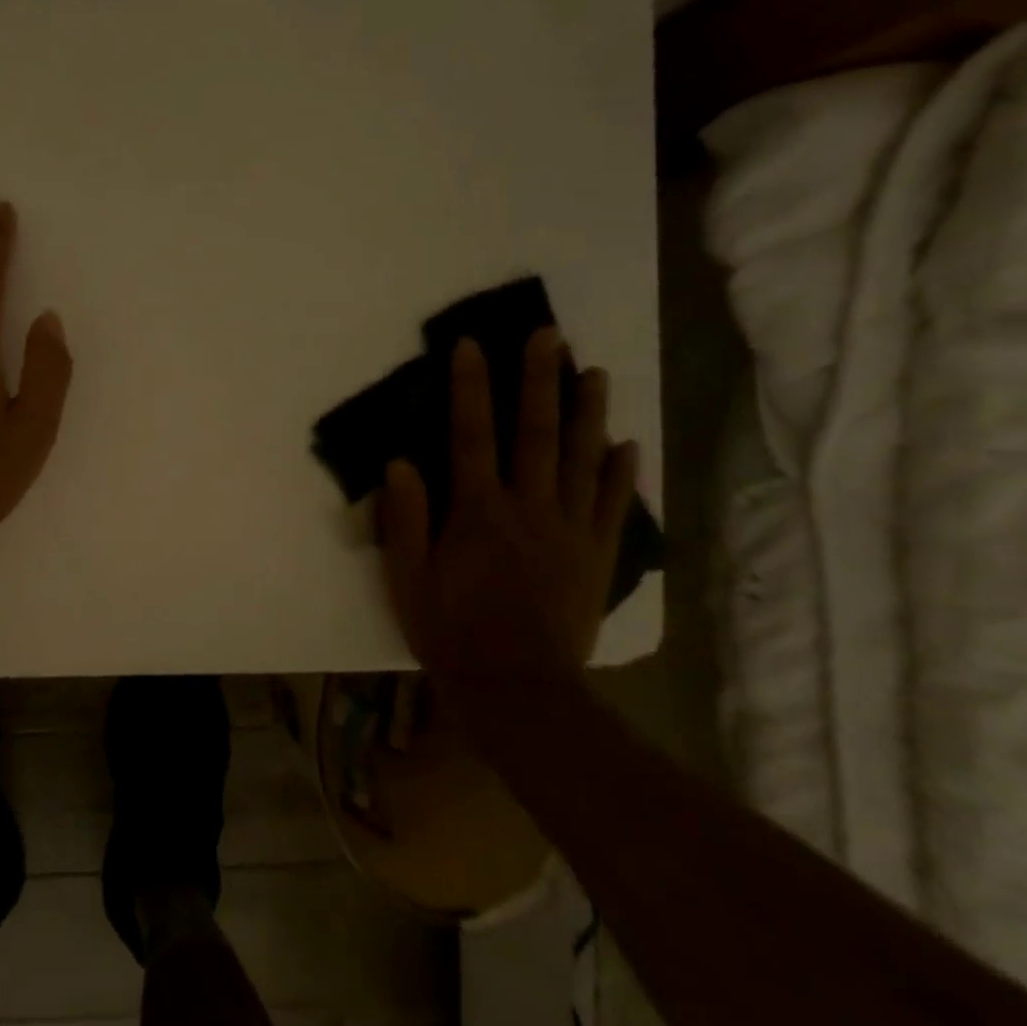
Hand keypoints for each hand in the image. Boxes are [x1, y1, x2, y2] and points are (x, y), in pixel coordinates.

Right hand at [379, 328, 637, 682]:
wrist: (517, 689)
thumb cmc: (449, 630)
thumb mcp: (407, 577)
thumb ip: (406, 518)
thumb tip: (401, 462)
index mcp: (478, 512)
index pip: (471, 435)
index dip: (469, 387)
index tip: (470, 345)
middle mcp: (529, 509)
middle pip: (535, 434)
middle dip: (538, 381)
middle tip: (547, 335)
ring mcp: (570, 532)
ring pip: (582, 460)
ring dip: (587, 412)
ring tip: (594, 372)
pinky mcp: (597, 558)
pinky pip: (612, 507)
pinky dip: (620, 473)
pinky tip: (625, 445)